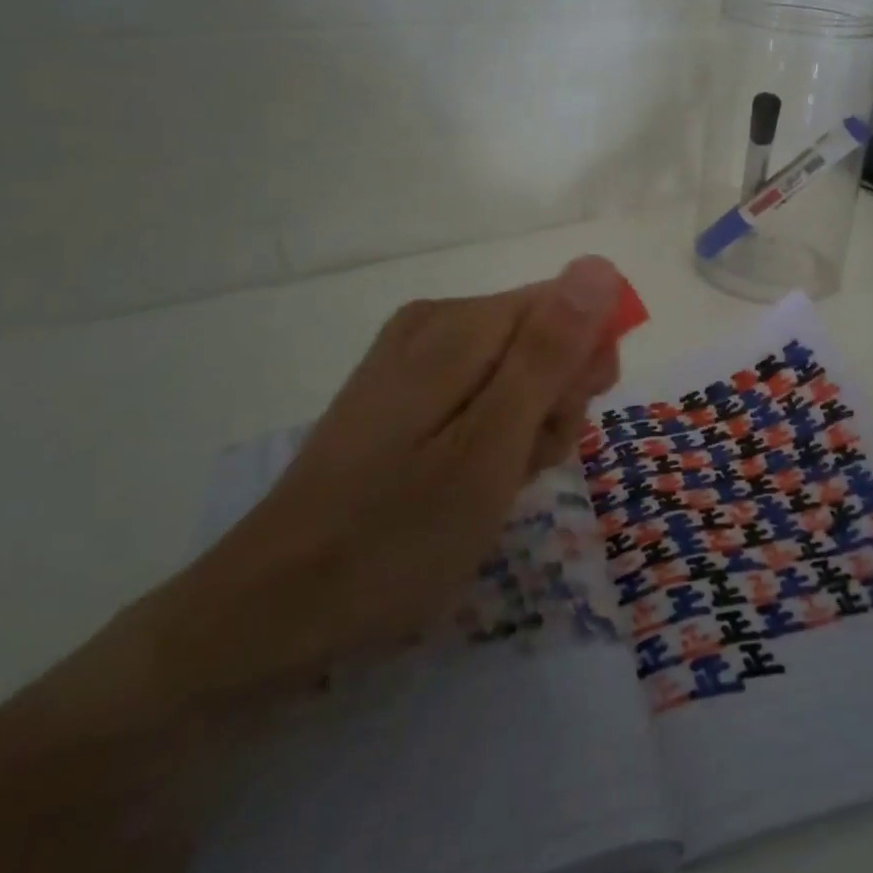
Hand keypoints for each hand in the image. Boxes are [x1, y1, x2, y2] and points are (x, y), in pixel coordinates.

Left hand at [143, 256, 625, 703]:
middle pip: (543, 336)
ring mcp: (412, 357)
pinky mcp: (401, 393)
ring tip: (495, 485)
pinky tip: (472, 482)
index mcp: (460, 325)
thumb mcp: (491, 447)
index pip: (570, 307)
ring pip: (517, 370)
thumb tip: (600, 266)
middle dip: (555, 401)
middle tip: (523, 464)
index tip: (561, 427)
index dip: (583, 367)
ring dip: (528, 427)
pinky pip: (481, 393)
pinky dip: (494, 437)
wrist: (273, 607)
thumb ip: (549, 354)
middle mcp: (436, 322)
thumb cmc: (397, 535)